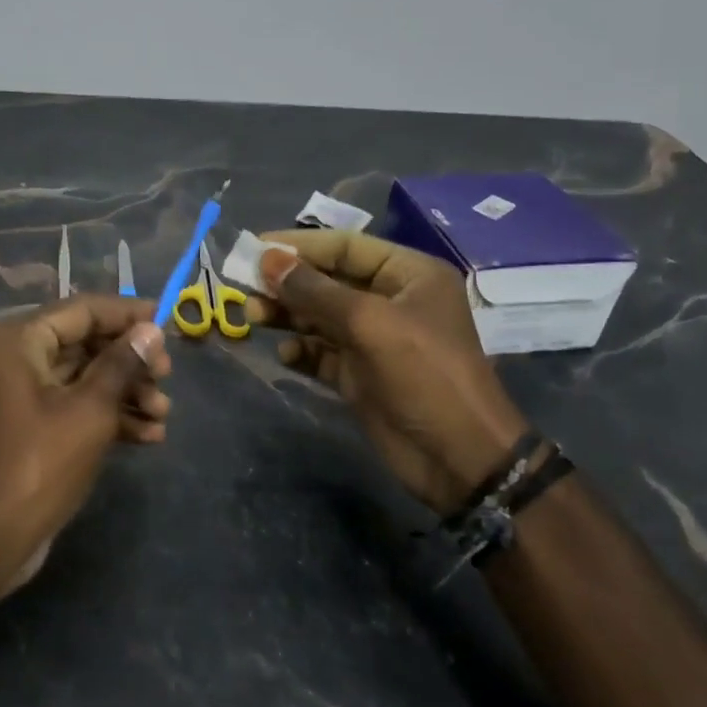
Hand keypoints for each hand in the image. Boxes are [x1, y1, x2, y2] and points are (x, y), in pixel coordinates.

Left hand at [0, 296, 170, 592]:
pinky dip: (109, 414)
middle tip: (167, 380)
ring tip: (163, 415)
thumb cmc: (41, 463)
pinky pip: (76, 402)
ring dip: (126, 391)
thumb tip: (152, 330)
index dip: (128, 315)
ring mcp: (23, 389)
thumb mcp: (91, 409)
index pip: (83, 310)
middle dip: (130, 363)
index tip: (167, 324)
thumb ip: (123, 363)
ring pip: (85, 375)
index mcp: (18, 338)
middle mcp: (16, 354)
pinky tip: (149, 436)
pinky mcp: (33, 420)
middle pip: (86, 342)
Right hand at [247, 231, 528, 512]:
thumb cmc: (423, 375)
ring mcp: (375, 338)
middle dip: (287, 283)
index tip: (255, 248)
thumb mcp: (368, 323)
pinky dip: (301, 350)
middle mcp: (391, 300)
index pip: (344, 246)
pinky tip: (286, 355)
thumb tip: (267, 259)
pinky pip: (321, 350)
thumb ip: (314, 290)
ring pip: (319, 315)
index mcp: (408, 274)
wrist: (460, 461)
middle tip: (246, 287)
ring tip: (255, 317)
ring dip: (287, 315)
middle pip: (327, 280)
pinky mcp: (361, 373)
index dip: (298, 245)